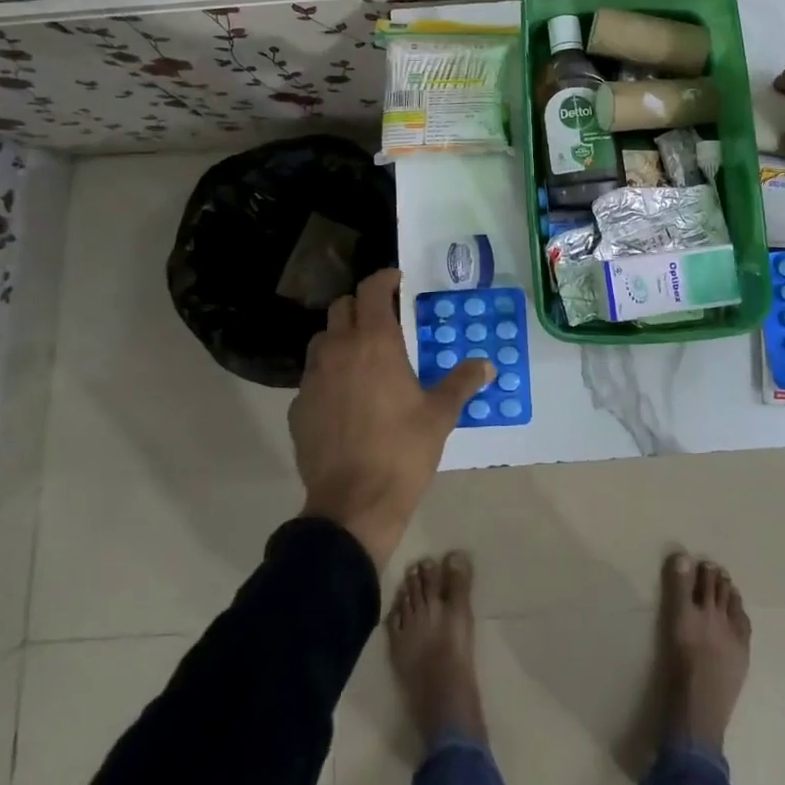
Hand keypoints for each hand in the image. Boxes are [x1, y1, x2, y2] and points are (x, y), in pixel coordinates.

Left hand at [289, 268, 491, 569]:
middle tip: (382, 320)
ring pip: (322, 339)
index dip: (384, 279)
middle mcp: (339, 349)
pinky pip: (311, 377)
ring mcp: (313, 378)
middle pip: (342, 307)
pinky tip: (343, 399)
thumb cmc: (402, 451)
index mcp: (375, 342)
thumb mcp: (440, 415)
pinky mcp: (298, 407)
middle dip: (361, 306)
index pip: (372, 290)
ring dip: (340, 338)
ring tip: (361, 357)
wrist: (353, 504)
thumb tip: (486, 365)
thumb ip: (462, 382)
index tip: (398, 281)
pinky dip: (327, 375)